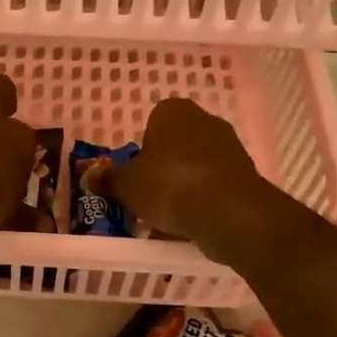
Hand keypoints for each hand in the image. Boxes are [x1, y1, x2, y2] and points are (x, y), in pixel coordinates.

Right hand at [100, 98, 279, 261]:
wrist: (230, 212)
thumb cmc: (170, 185)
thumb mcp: (127, 185)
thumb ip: (108, 180)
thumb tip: (90, 176)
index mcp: (173, 111)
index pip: (151, 124)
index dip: (141, 152)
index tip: (135, 177)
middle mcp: (205, 121)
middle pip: (175, 146)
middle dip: (163, 170)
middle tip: (147, 198)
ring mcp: (230, 147)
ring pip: (195, 168)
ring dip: (183, 188)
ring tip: (167, 219)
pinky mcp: (246, 176)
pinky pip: (214, 187)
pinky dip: (203, 202)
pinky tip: (191, 225)